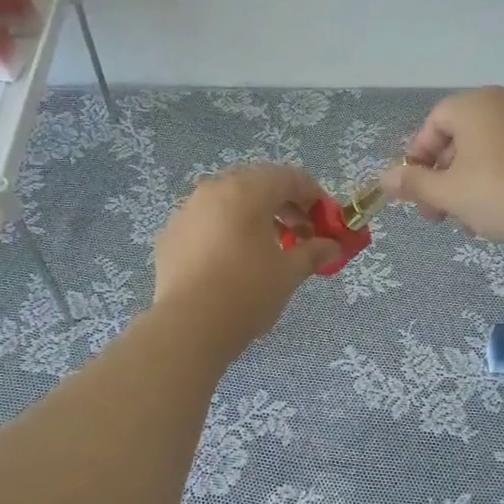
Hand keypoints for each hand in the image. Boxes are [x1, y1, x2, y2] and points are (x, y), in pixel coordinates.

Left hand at [152, 164, 340, 351]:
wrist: (188, 327)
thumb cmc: (247, 292)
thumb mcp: (289, 273)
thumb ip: (313, 252)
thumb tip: (333, 247)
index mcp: (247, 191)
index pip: (289, 177)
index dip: (314, 196)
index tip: (327, 220)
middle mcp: (213, 190)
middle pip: (257, 184)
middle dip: (284, 205)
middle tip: (301, 234)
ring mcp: (186, 211)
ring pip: (229, 202)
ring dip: (255, 217)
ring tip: (270, 249)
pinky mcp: (170, 235)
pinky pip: (206, 223)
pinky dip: (227, 232)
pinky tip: (234, 262)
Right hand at [379, 87, 503, 248]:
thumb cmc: (500, 194)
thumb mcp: (448, 193)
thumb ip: (413, 183)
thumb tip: (384, 180)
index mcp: (475, 104)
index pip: (433, 124)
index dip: (418, 158)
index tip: (416, 192)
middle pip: (458, 137)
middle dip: (442, 178)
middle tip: (438, 214)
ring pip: (484, 151)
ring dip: (467, 184)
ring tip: (468, 220)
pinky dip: (496, 179)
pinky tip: (497, 213)